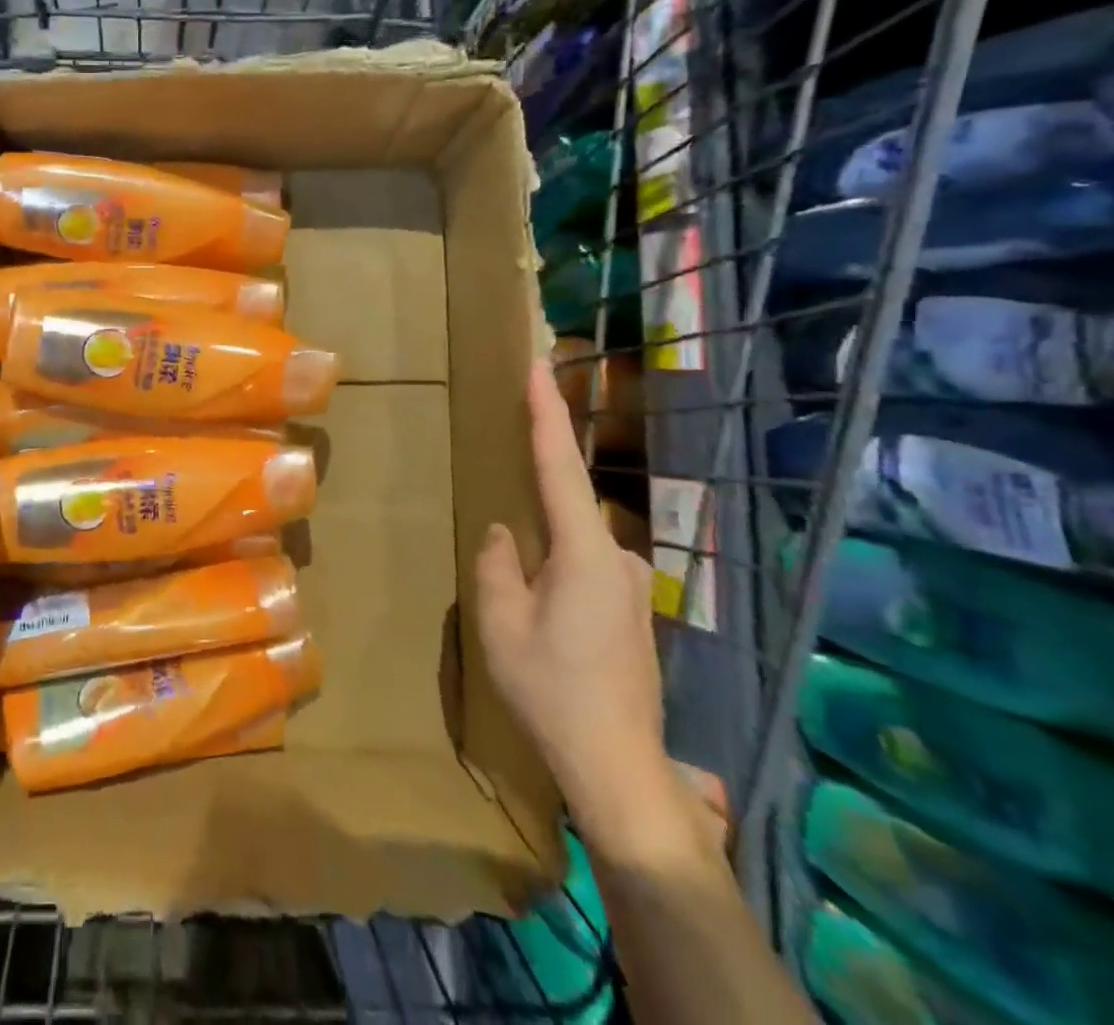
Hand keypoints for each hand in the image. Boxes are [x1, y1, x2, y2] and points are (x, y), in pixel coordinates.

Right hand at [475, 358, 694, 861]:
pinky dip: (557, 575)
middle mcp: (618, 558)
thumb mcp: (500, 621)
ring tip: (518, 607)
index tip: (539, 365)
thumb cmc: (551, 688)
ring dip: (541, 559)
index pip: (560, 465)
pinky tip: (543, 621)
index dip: (547, 412)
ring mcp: (631, 587)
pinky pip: (585, 571)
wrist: (617, 766)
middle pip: (565, 511)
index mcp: (585, 552)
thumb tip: (506, 534)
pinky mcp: (632, 612)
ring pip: (571, 548)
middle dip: (530, 514)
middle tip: (505, 547)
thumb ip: (498, 563)